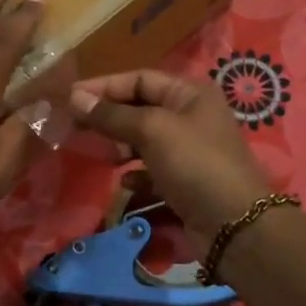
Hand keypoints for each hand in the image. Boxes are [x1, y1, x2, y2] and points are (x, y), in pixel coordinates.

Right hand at [68, 70, 273, 236]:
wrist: (235, 226)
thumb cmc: (195, 164)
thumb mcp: (151, 130)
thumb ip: (112, 115)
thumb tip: (74, 97)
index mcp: (190, 94)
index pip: (140, 79)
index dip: (104, 86)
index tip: (70, 98)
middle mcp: (191, 117)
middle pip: (140, 108)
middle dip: (109, 117)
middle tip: (74, 127)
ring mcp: (190, 151)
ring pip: (144, 141)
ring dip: (119, 146)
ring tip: (96, 154)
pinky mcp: (186, 182)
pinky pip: (152, 171)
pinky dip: (136, 174)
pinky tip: (124, 183)